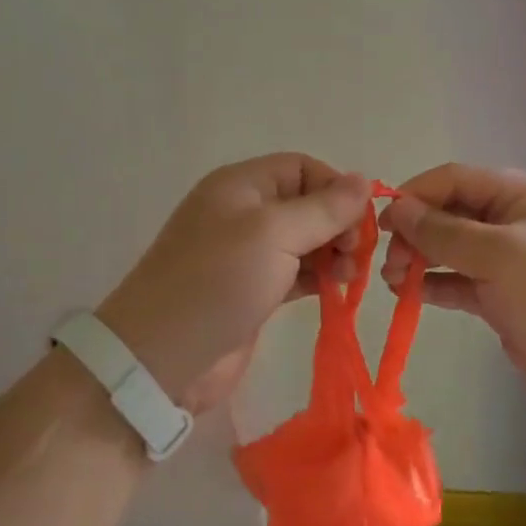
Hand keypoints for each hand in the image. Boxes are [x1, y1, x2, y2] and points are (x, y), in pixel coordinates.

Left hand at [97, 154, 373, 411]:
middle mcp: (244, 212)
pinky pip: (295, 271)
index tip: (359, 223)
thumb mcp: (274, 233)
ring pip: (304, 240)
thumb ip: (323, 208)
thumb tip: (364, 180)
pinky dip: (318, 276)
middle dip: (338, 223)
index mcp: (241, 185)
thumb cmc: (218, 282)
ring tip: (349, 276)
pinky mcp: (253, 290)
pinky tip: (336, 289)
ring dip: (332, 252)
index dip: (335, 188)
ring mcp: (247, 254)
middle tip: (356, 255)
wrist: (162, 357)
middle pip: (306, 203)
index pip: (301, 167)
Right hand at [379, 164, 525, 422]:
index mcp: (522, 195)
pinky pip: (459, 282)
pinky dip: (434, 285)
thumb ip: (443, 232)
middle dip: (416, 232)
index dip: (416, 195)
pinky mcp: (503, 298)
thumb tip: (397, 208)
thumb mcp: (499, 255)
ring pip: (451, 249)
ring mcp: (508, 261)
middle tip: (390, 260)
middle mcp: (513, 221)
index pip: (456, 179)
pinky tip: (408, 294)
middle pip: (451, 214)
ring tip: (392, 280)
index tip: (382, 221)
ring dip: (420, 259)